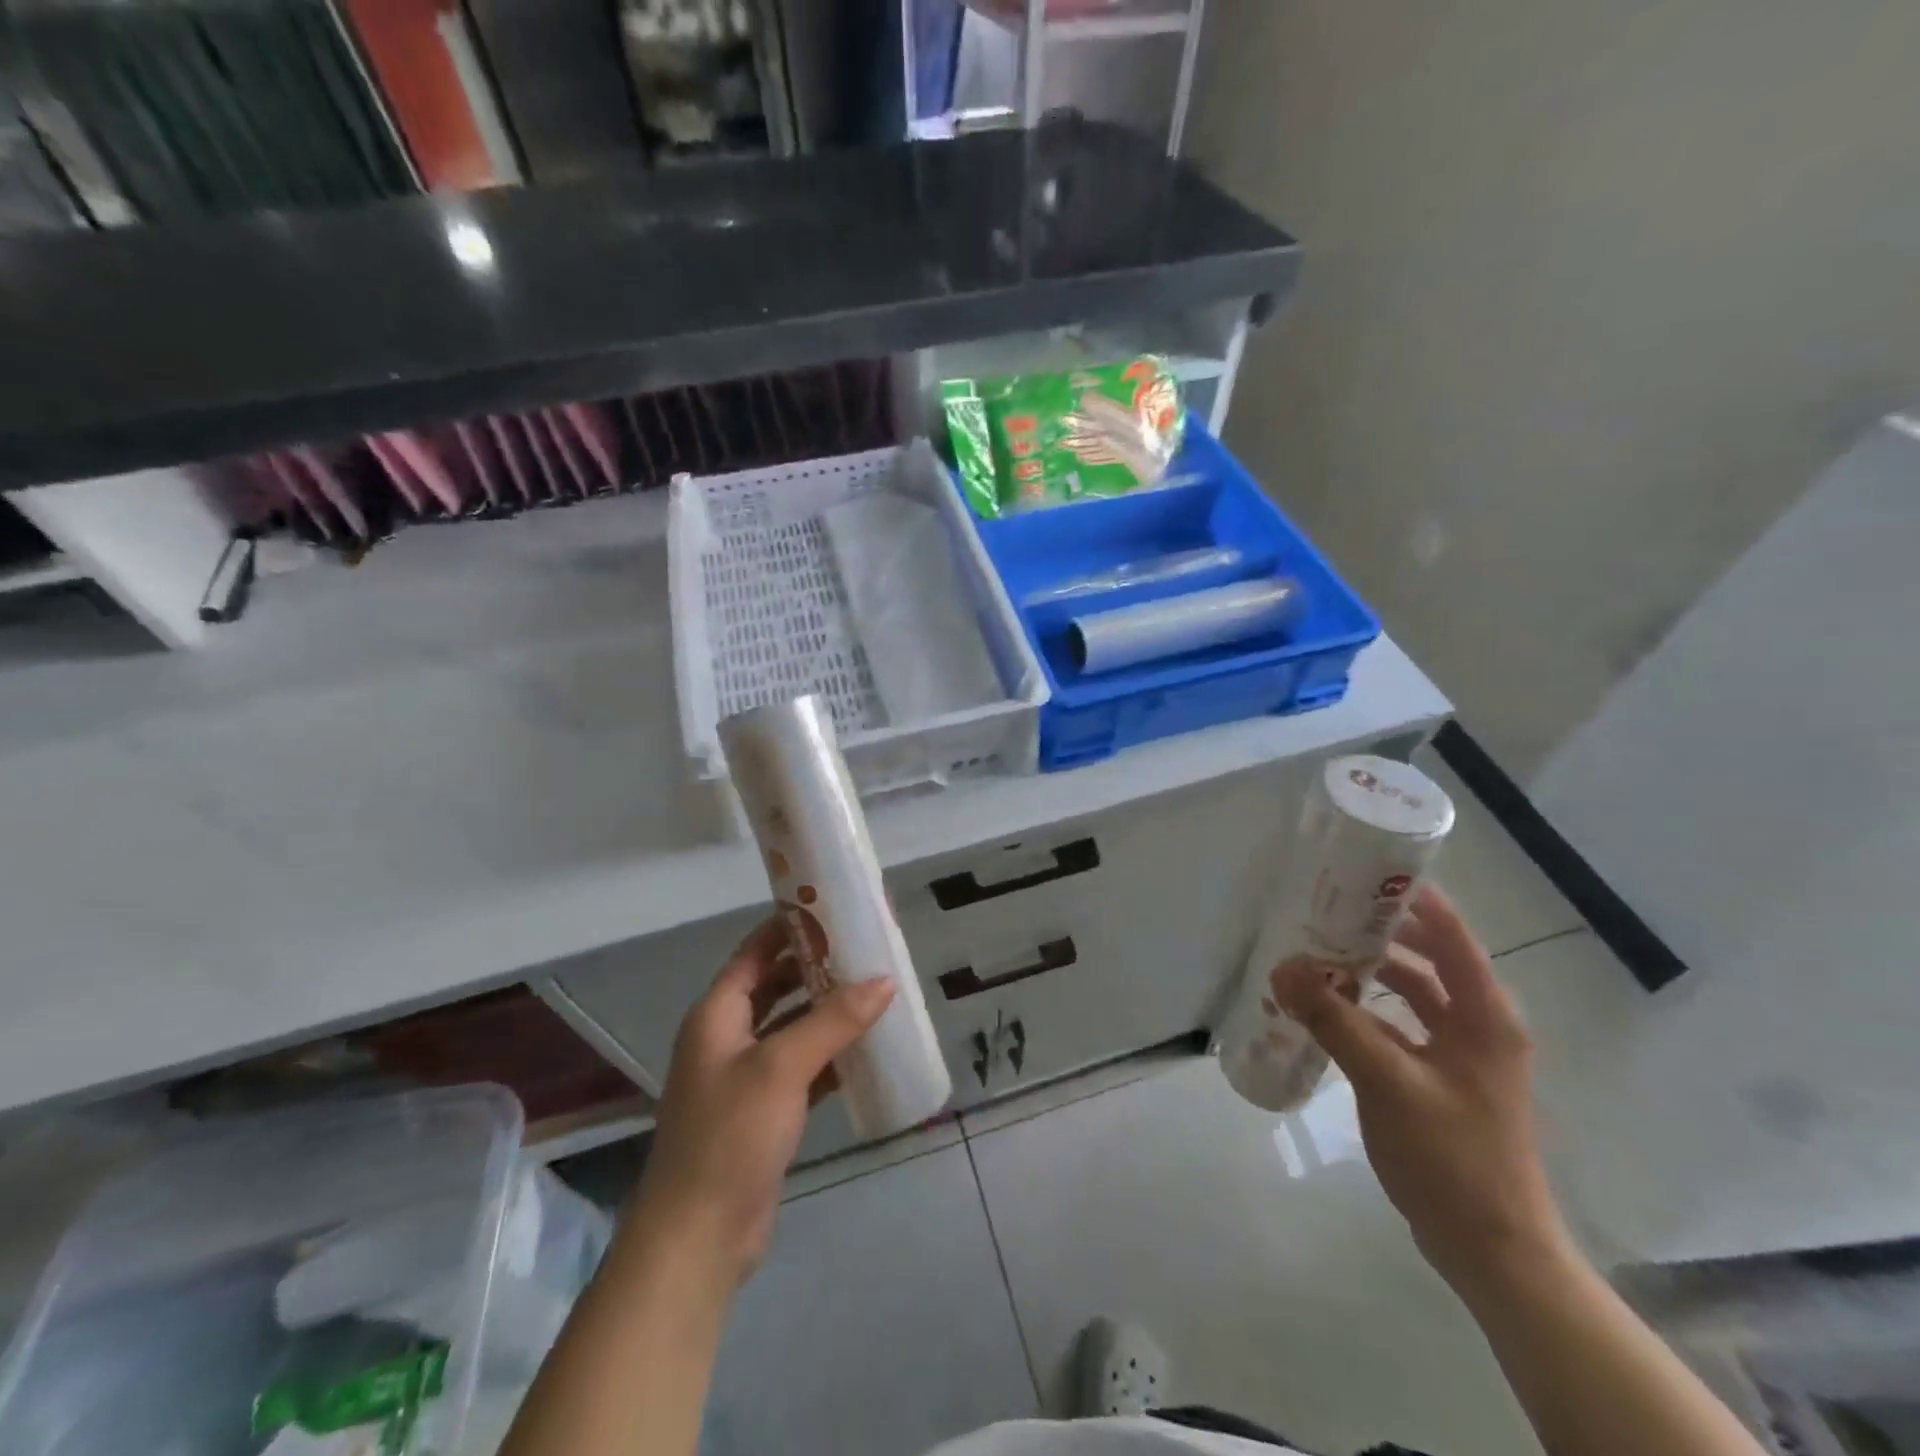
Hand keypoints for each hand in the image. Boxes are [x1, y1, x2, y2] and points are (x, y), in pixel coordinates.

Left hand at [626, 916, 893, 1286]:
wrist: (699, 1237)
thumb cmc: (730, 1135)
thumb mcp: (783, 1067)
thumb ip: (834, 1020)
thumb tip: (885, 980)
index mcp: (717, 1015)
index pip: (754, 952)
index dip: (790, 929)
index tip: (834, 910)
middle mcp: (728, 1038)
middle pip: (775, 987)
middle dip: (817, 969)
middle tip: (865, 951)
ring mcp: (746, 1078)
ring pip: (792, 1028)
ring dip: (828, 1012)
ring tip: (875, 991)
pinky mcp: (765, 1113)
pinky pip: (803, 1068)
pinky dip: (830, 1055)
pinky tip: (867, 1048)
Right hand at [1278, 884, 1572, 1298]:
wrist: (1492, 1250)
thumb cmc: (1452, 1157)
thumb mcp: (1387, 1082)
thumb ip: (1334, 1021)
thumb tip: (1284, 968)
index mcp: (1485, 1016)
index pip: (1451, 935)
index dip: (1413, 899)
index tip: (1363, 872)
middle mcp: (1478, 1025)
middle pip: (1428, 959)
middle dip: (1378, 935)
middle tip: (1324, 912)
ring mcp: (1461, 1056)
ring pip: (1412, 995)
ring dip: (1368, 976)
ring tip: (1315, 958)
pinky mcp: (1440, 1082)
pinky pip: (1400, 1029)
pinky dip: (1366, 1015)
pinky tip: (1324, 1014)